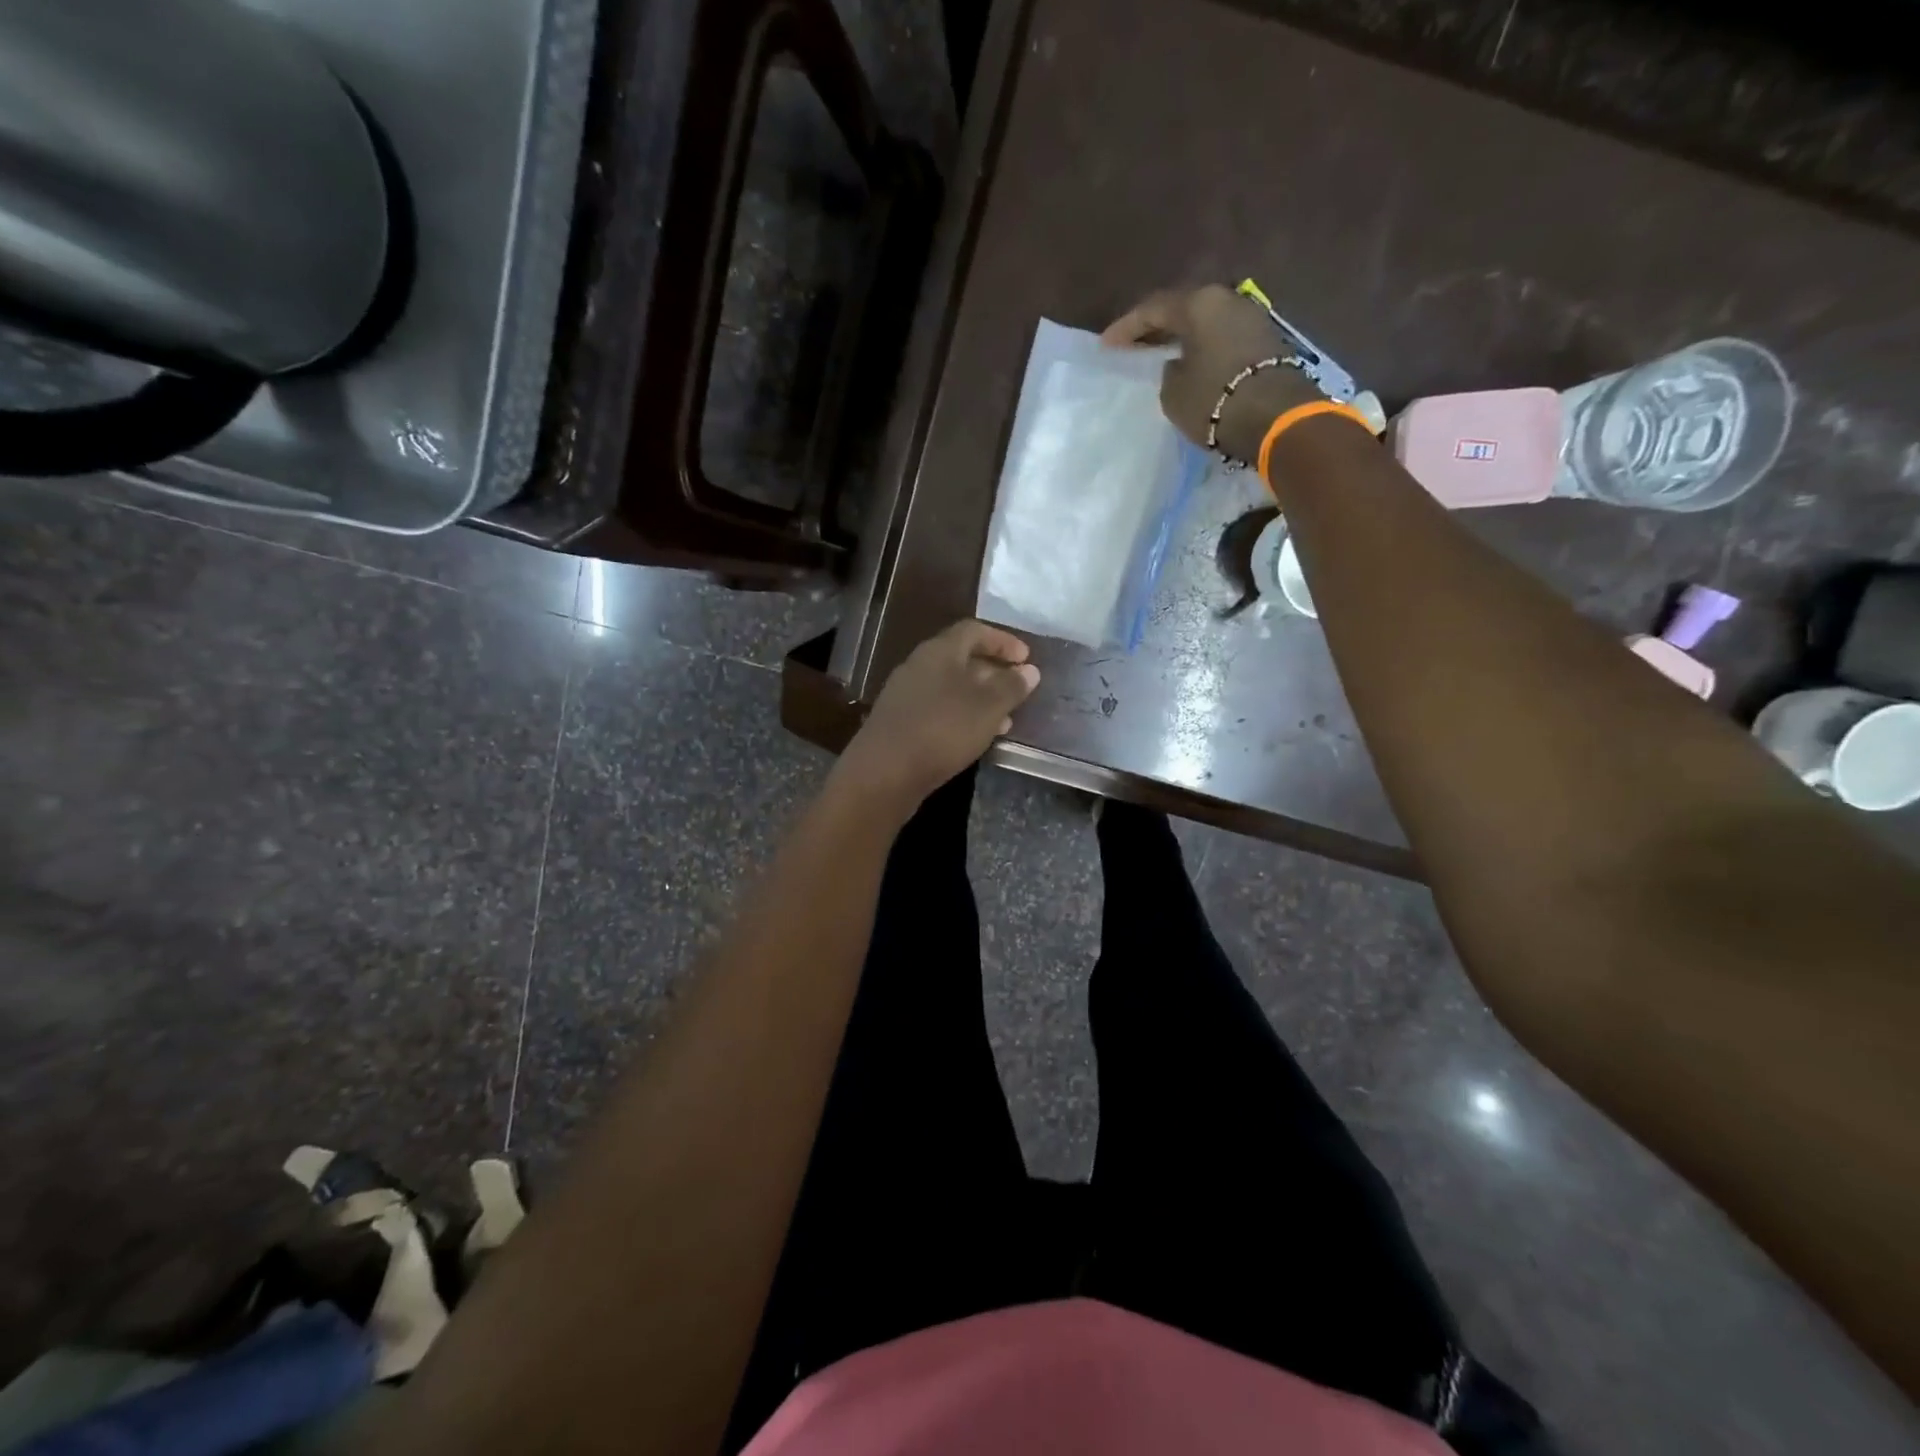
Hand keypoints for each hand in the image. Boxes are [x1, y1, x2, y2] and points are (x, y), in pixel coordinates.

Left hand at [834, 621, 1040, 818]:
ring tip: (1005, 720)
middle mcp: (919, 666)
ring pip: (951, 688)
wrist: (884, 773)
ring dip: (979, 699)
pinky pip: (938, 710)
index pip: (974, 631)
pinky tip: (975, 738)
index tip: (1026, 659)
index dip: (1003, 641)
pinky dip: (961, 717)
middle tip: (1018, 690)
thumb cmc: (942, 730)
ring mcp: (906, 695)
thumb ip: (1011, 687)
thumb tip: (1029, 670)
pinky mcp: (900, 723)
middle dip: (993, 673)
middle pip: (961, 658)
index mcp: (939, 651)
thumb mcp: (987, 707)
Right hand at [1103, 284, 1320, 464]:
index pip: (1153, 309)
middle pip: (1184, 310)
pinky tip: (1191, 365)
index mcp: (1199, 303)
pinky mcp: (1266, 342)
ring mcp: (1252, 318)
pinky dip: (1204, 349)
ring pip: (1206, 324)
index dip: (1126, 328)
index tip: (1106, 345)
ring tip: (1162, 356)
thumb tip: (1179, 363)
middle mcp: (1228, 300)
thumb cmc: (1214, 399)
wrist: (1274, 417)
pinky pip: (1223, 339)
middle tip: (1134, 346)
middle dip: (1157, 328)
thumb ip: (1169, 371)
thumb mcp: (1173, 392)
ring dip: (1183, 338)